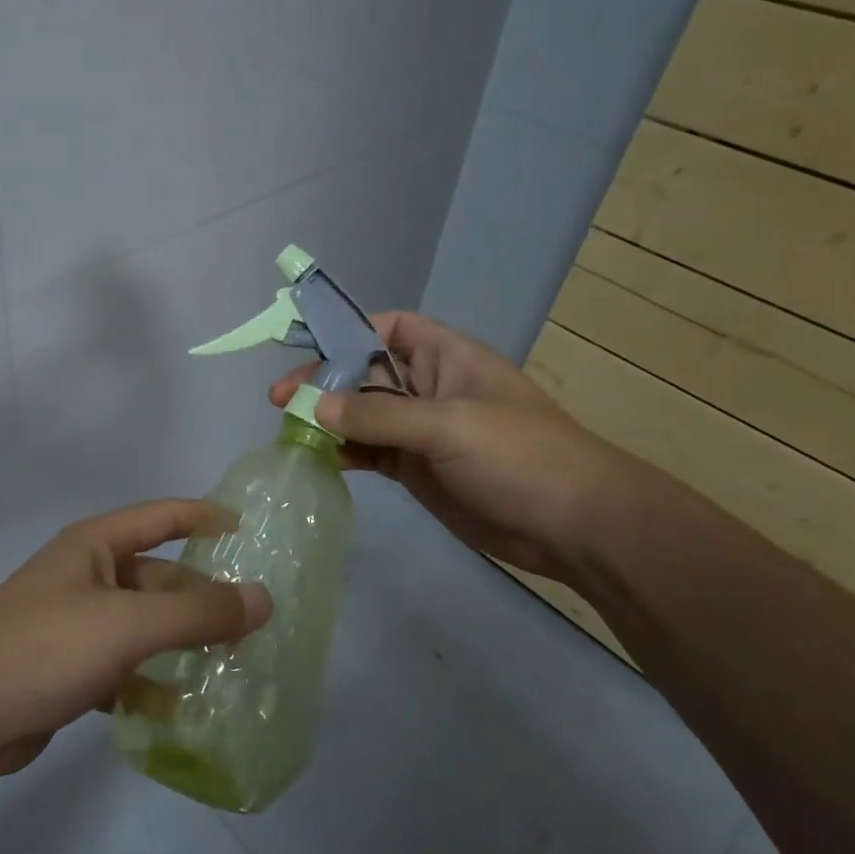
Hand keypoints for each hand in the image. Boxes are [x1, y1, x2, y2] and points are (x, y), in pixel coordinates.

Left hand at [0, 500, 271, 781]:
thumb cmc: (44, 647)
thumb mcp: (128, 624)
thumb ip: (198, 613)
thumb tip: (264, 599)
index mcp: (97, 546)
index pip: (162, 517)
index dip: (205, 516)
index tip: (250, 529)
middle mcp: (89, 578)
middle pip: (160, 579)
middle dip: (204, 598)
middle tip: (258, 620)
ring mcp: (78, 626)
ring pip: (146, 628)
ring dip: (184, 645)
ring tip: (236, 666)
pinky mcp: (70, 671)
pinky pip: (126, 670)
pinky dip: (154, 686)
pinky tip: (187, 711)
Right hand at [269, 311, 623, 585]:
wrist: (574, 527)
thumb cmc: (520, 457)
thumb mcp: (449, 425)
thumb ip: (379, 415)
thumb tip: (315, 406)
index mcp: (446, 357)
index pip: (390, 327)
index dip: (349, 330)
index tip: (307, 348)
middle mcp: (428, 387)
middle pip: (364, 372)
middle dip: (324, 381)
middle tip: (280, 400)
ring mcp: (421, 430)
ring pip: (362, 415)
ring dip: (327, 420)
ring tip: (289, 431)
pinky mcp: (416, 468)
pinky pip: (370, 451)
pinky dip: (344, 453)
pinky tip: (319, 459)